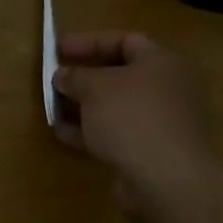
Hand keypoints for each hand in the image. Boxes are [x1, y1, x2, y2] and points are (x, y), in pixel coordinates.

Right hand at [53, 31, 222, 219]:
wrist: (167, 182)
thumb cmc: (132, 117)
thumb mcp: (95, 87)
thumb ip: (75, 76)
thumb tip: (63, 76)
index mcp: (163, 62)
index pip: (124, 41)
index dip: (89, 42)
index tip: (59, 49)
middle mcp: (169, 89)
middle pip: (120, 75)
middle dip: (84, 77)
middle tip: (56, 79)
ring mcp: (163, 124)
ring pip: (117, 108)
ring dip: (84, 107)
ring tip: (53, 107)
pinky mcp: (153, 153)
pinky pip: (118, 134)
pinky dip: (92, 132)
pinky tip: (63, 134)